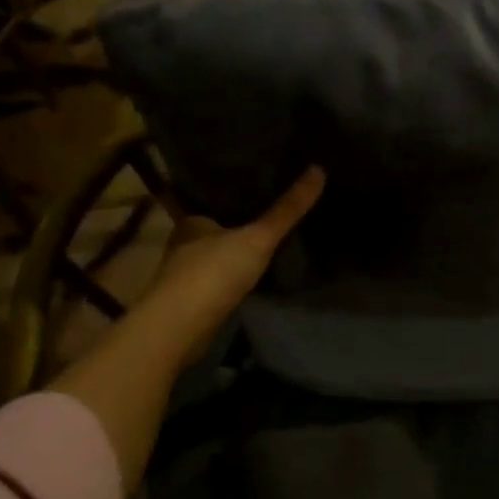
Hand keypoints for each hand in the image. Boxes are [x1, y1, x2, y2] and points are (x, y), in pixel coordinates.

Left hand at [141, 166, 326, 367]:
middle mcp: (184, 243)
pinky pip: (220, 277)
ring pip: (216, 252)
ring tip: (268, 234)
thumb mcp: (258, 237)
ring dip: (235, 247)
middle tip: (270, 205)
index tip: (255, 180)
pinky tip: (255, 270)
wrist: (179, 329)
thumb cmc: (212, 273)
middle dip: (236, 219)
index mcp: (192, 221)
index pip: (211, 197)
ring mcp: (186, 273)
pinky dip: (235, 273)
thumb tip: (318, 169)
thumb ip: (287, 210)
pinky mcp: (194, 299)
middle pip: (215, 225)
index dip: (232, 190)